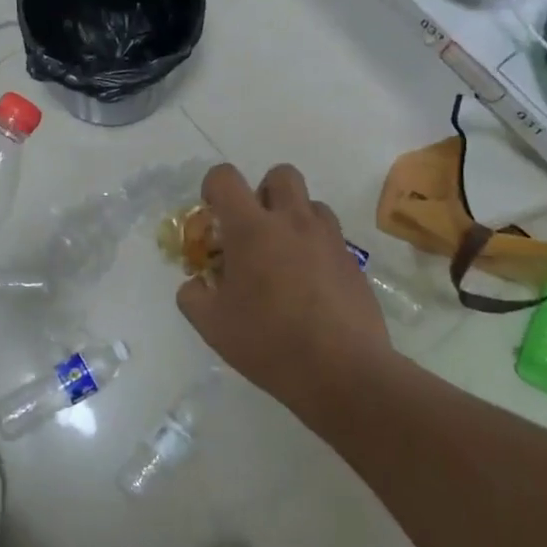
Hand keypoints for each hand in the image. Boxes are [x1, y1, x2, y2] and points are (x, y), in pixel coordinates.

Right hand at [175, 163, 388, 407]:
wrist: (343, 371)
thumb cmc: (269, 342)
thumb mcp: (212, 325)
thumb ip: (193, 296)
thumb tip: (195, 284)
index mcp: (251, 228)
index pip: (226, 177)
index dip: (213, 187)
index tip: (213, 214)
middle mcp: (292, 221)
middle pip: (280, 175)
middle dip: (263, 191)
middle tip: (254, 228)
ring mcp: (328, 239)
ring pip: (311, 204)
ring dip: (293, 218)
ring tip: (284, 257)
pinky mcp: (353, 261)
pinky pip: (331, 236)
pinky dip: (315, 246)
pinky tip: (309, 284)